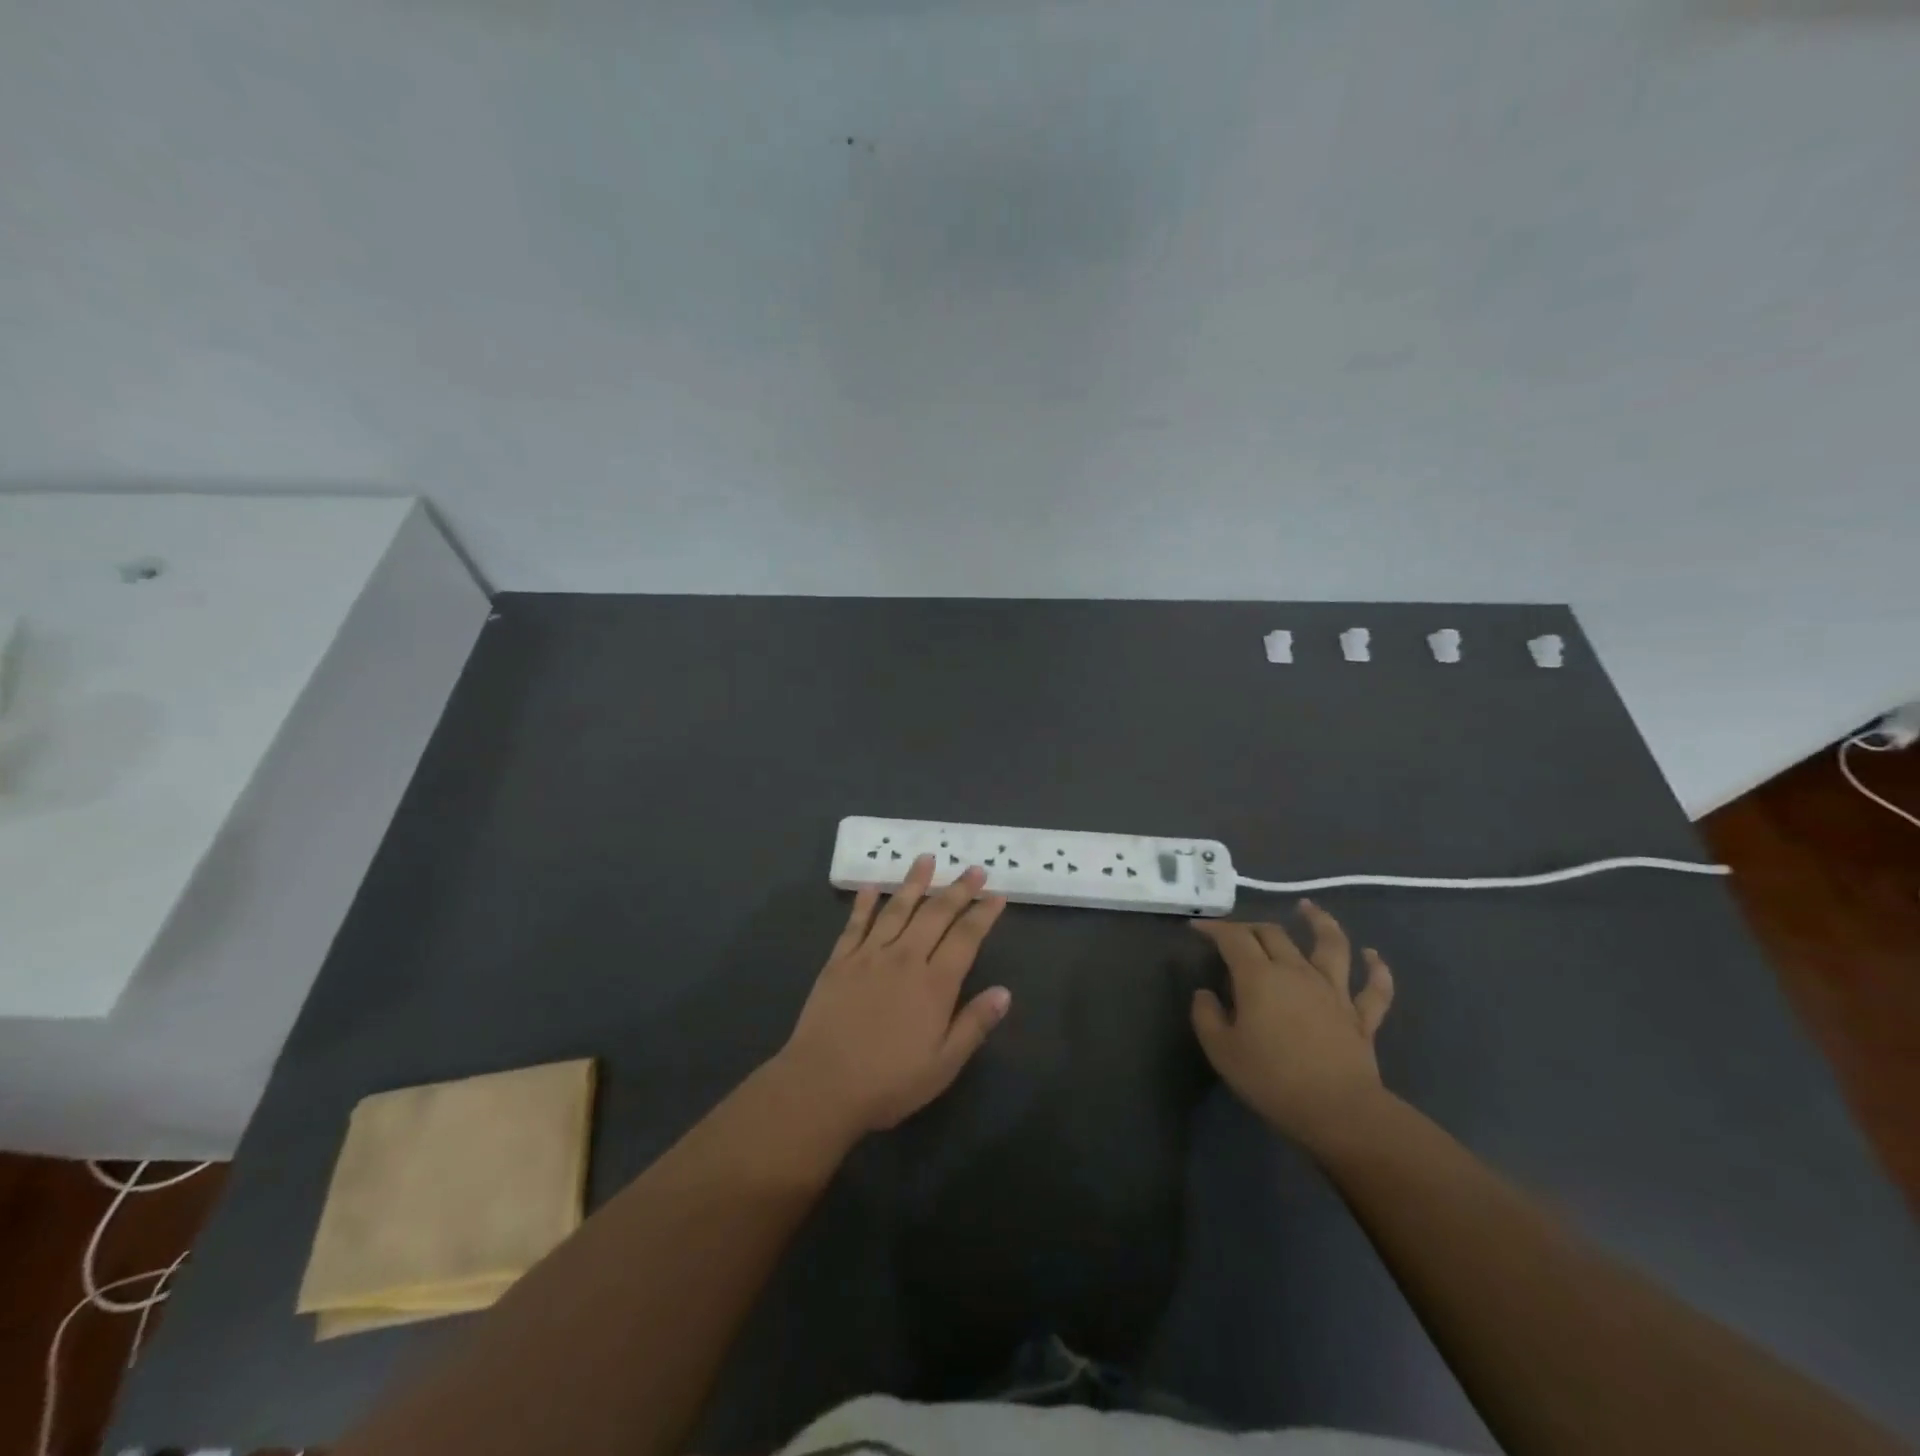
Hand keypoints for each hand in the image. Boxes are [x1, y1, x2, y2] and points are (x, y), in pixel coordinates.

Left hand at [778, 854, 1011, 1134]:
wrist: (822, 1085)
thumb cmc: (889, 1082)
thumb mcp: (943, 1064)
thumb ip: (974, 1024)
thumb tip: (1005, 992)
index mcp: (934, 984)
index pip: (966, 938)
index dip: (983, 914)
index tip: (996, 896)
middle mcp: (905, 958)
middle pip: (935, 914)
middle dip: (957, 889)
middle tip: (973, 868)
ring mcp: (869, 955)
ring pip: (896, 908)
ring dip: (913, 882)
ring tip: (926, 858)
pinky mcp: (839, 961)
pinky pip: (855, 924)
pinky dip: (864, 903)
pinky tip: (870, 887)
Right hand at [1190, 901, 1394, 1149]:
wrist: (1338, 1112)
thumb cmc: (1272, 1079)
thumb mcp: (1221, 1050)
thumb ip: (1206, 1016)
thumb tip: (1205, 993)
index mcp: (1259, 976)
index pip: (1233, 938)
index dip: (1214, 928)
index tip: (1198, 928)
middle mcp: (1296, 971)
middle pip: (1274, 934)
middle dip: (1252, 927)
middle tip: (1238, 932)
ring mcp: (1333, 991)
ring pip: (1330, 945)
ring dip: (1320, 922)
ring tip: (1309, 909)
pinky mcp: (1360, 1016)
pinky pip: (1374, 988)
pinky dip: (1377, 969)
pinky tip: (1373, 955)